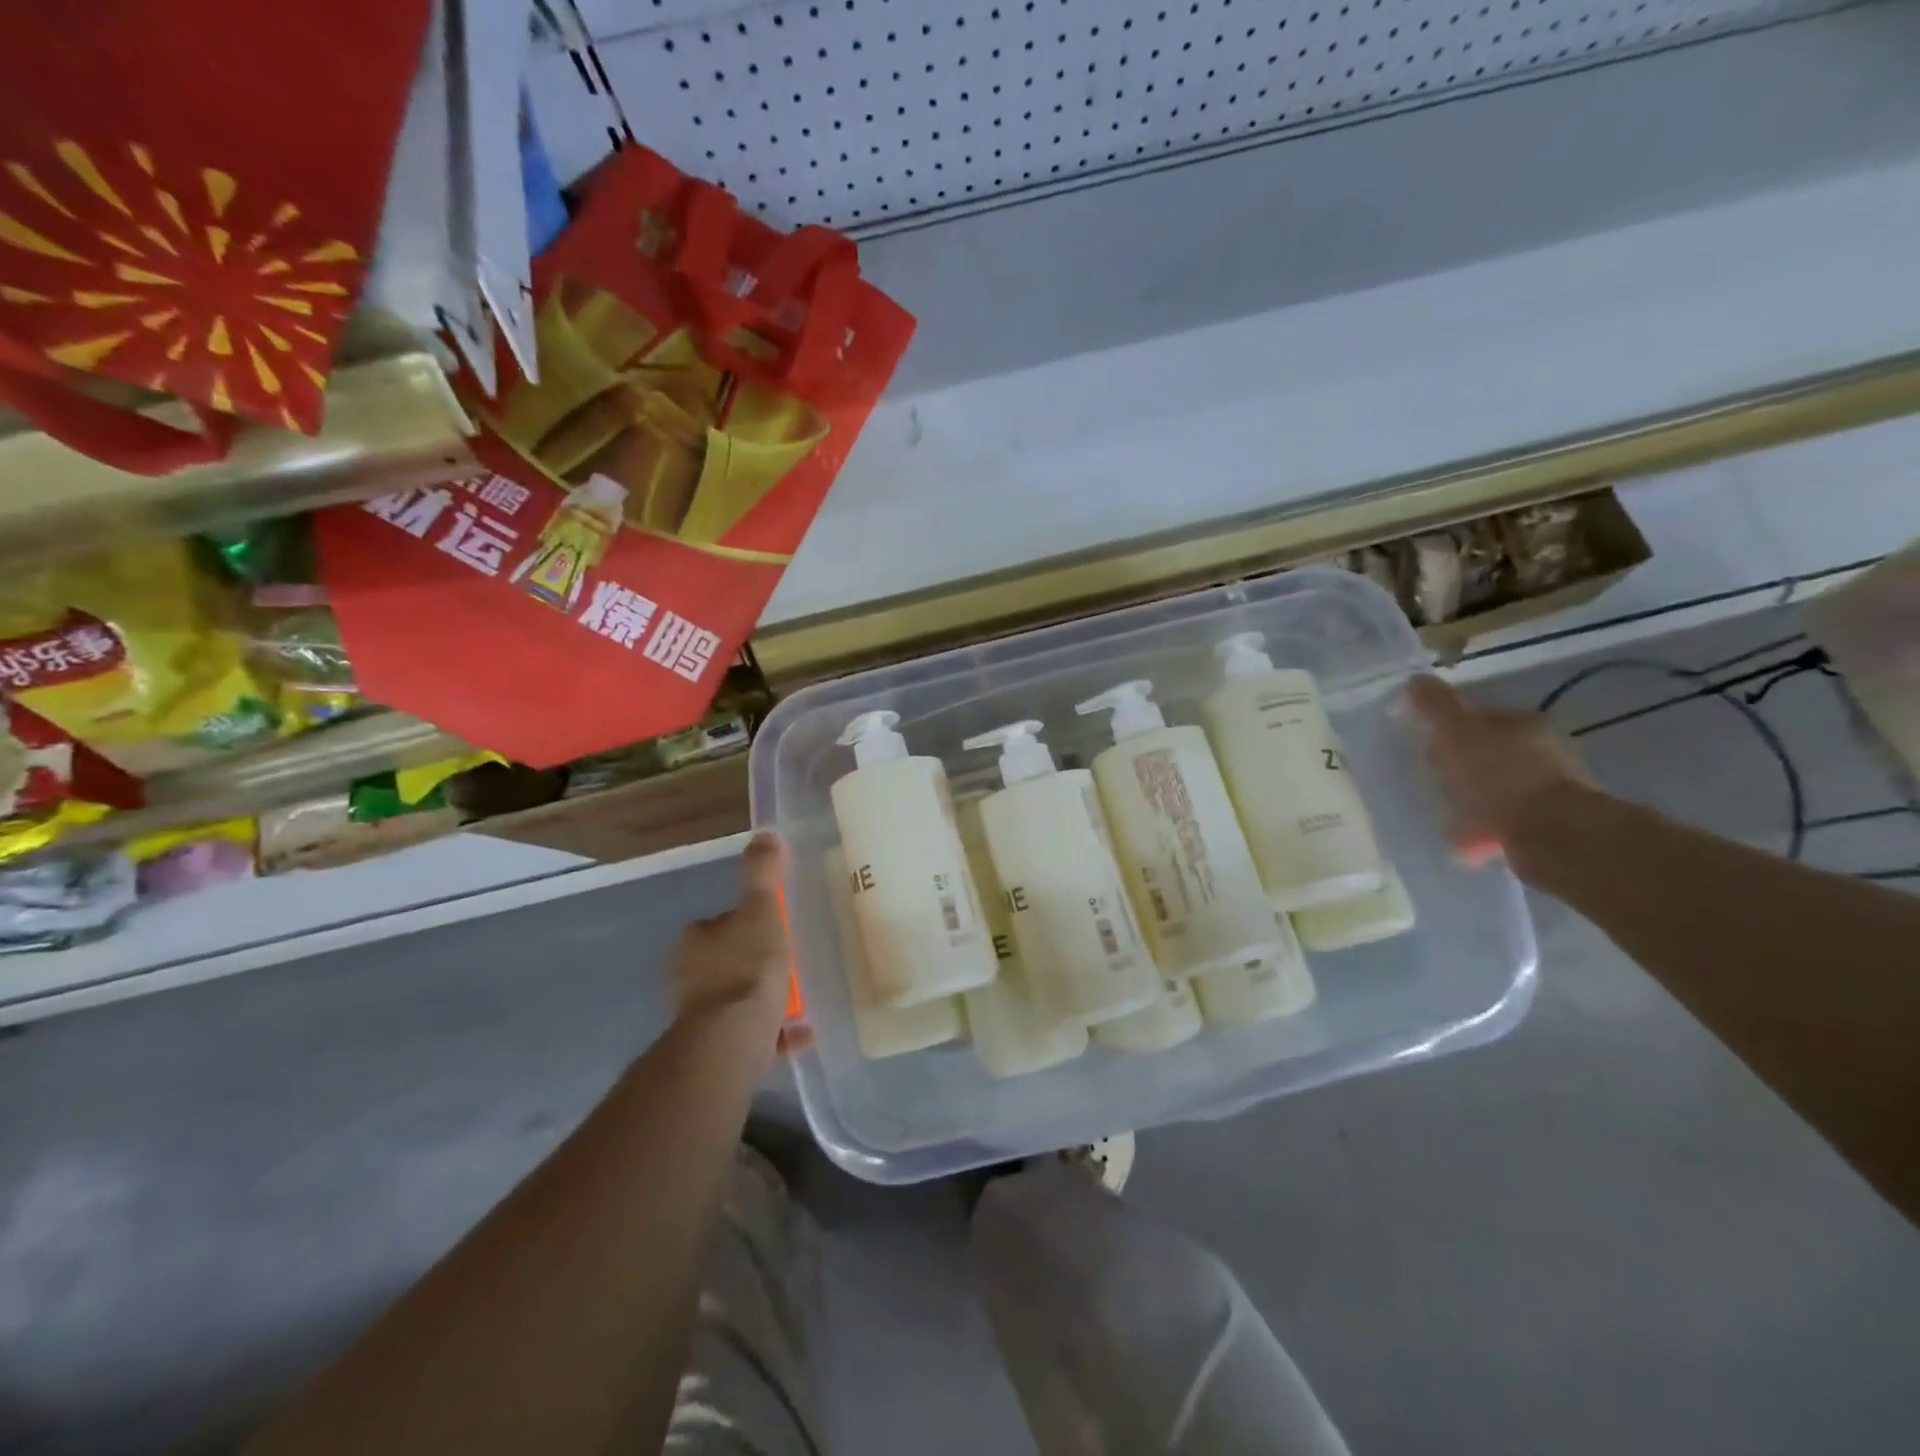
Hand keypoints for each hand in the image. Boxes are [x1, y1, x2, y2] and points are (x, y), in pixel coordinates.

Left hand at [672, 833, 790, 1025]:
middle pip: (726, 960)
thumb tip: (765, 834)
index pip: (720, 923)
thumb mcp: (761, 911)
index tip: (773, 929)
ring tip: (798, 1001)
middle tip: (787, 964)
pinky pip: (748, 1032)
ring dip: (761, 999)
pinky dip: (770, 1031)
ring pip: (736, 998)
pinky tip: (799, 1032)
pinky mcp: (713, 1046)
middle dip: (753, 962)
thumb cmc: (747, 967)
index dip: (746, 923)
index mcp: (696, 940)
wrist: (732, 1039)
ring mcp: (698, 1014)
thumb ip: (762, 874)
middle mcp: (688, 975)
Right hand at [1405, 675, 1595, 867]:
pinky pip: (1501, 822)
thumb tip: (1415, 680)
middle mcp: (1541, 752)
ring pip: (1493, 788)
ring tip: (1441, 814)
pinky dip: (1481, 829)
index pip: (1477, 717)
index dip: (1446, 728)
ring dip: (1468, 799)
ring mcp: (1547, 791)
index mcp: (1522, 724)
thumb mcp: (1459, 732)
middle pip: (1485, 752)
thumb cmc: (1501, 777)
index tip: (1423, 745)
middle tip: (1429, 780)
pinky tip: (1463, 841)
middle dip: (1456, 765)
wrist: (1554, 836)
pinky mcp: (1546, 827)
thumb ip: (1436, 705)